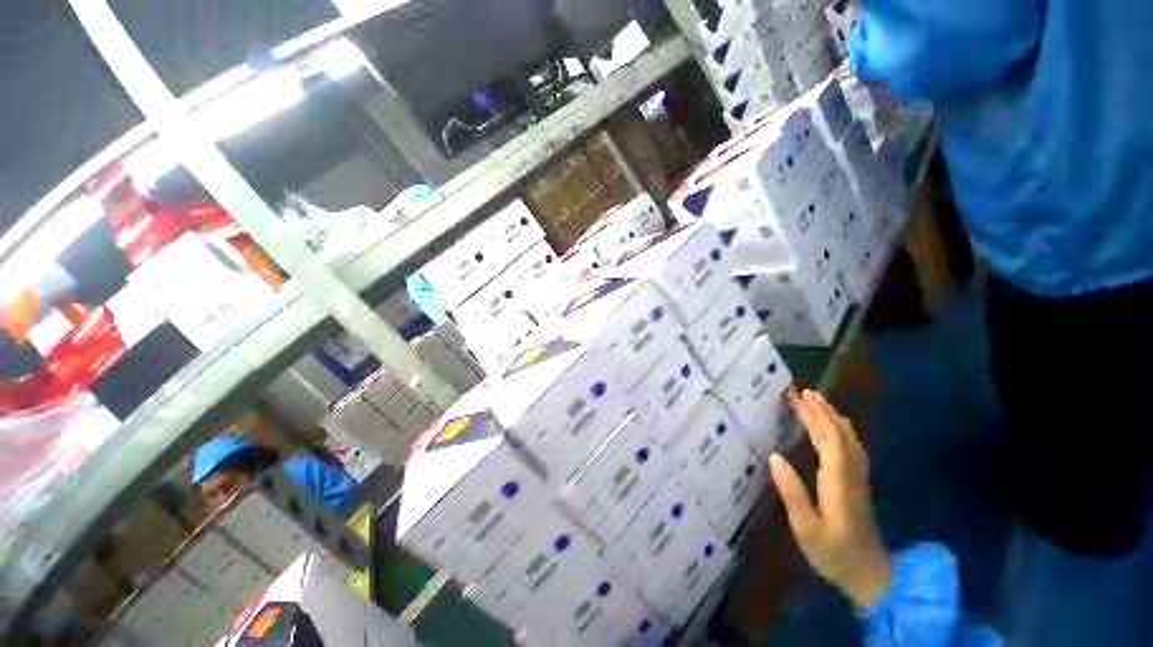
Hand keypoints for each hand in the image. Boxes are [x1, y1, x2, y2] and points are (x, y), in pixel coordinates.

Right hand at [769, 389, 890, 608]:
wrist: (872, 576)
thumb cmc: (835, 553)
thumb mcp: (806, 528)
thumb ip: (792, 493)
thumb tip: (774, 456)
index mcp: (838, 481)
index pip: (830, 439)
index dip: (815, 416)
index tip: (798, 397)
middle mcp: (851, 473)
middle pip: (840, 434)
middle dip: (822, 411)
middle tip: (802, 392)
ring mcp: (858, 478)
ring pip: (848, 439)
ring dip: (832, 418)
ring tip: (815, 402)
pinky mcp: (858, 483)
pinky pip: (850, 447)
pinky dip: (840, 431)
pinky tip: (832, 427)